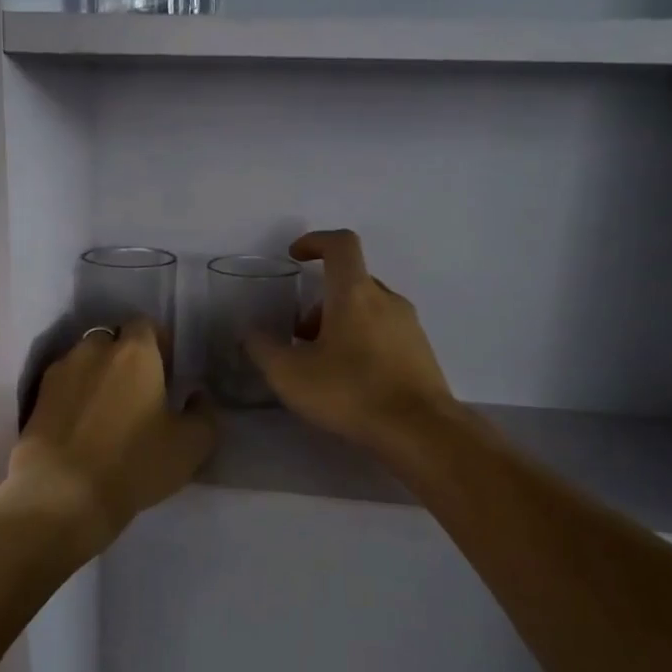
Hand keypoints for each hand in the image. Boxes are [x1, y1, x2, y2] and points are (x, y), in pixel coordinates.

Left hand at [8, 319, 215, 554]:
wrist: (62, 494)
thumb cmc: (134, 463)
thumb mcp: (191, 445)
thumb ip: (204, 413)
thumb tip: (197, 396)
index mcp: (135, 352)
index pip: (146, 324)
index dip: (158, 343)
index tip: (166, 371)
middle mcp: (93, 350)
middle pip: (112, 338)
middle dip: (124, 356)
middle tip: (138, 390)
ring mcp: (59, 373)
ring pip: (83, 360)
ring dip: (96, 375)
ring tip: (107, 409)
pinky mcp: (36, 399)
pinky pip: (63, 386)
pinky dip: (74, 396)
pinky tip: (82, 426)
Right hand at [244, 229, 456, 453]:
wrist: (420, 430)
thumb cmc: (351, 392)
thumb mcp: (290, 375)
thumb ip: (263, 349)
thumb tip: (250, 332)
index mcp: (355, 293)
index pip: (340, 244)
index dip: (315, 241)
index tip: (295, 256)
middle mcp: (386, 299)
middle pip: (350, 282)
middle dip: (319, 301)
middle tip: (299, 336)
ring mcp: (408, 325)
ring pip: (367, 309)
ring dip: (339, 324)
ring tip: (321, 364)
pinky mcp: (420, 352)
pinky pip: (384, 332)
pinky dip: (361, 341)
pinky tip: (350, 381)